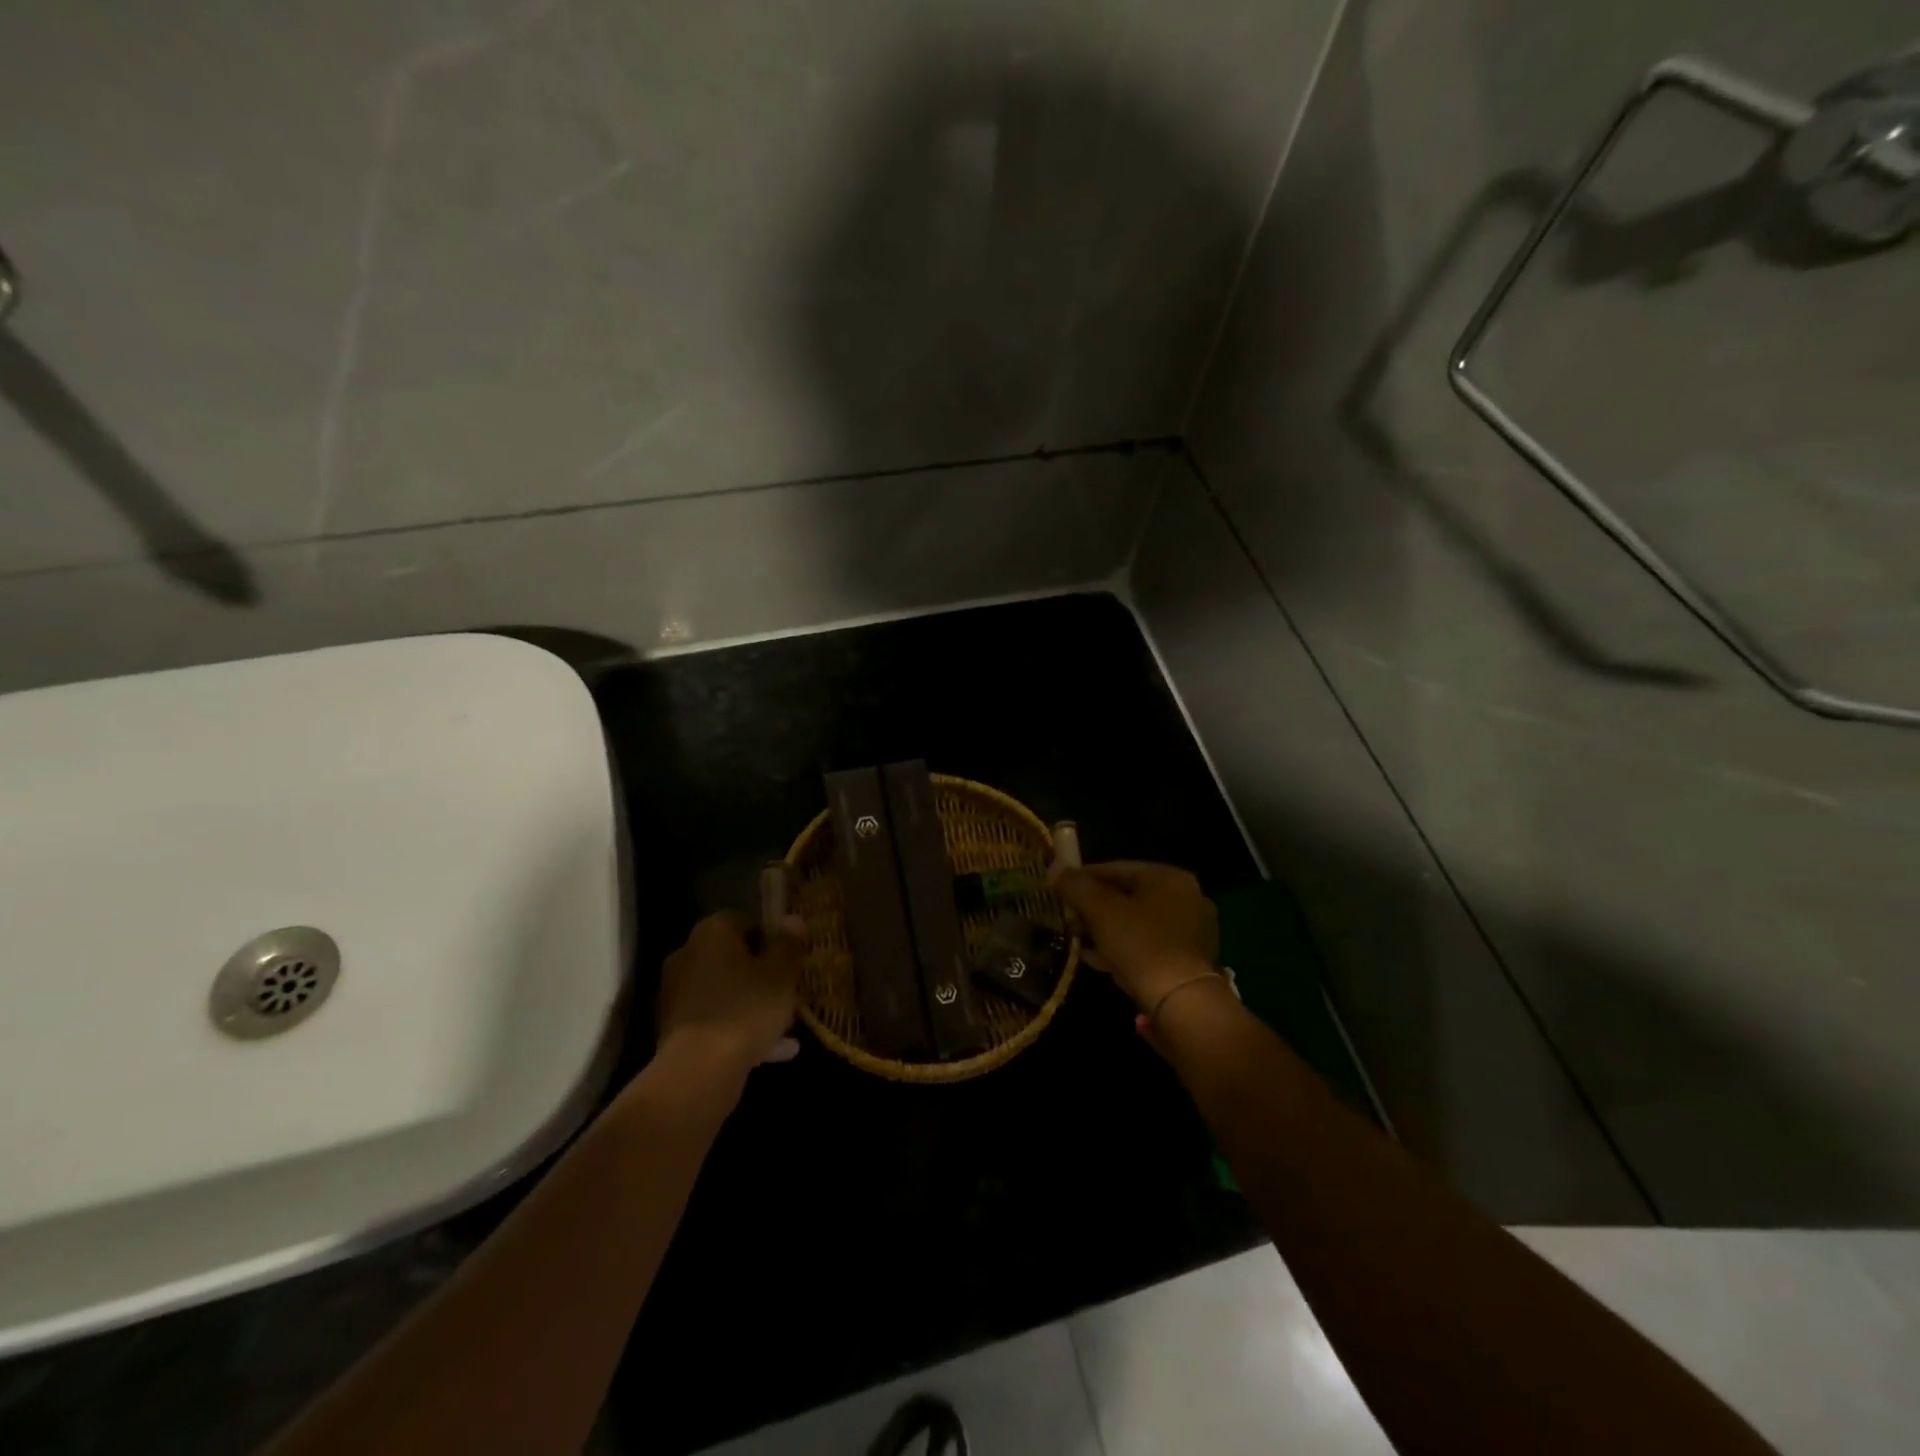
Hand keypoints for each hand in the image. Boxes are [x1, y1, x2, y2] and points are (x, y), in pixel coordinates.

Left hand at [655, 912, 803, 1084]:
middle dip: (761, 974)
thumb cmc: (746, 1008)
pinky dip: (739, 1029)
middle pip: (733, 958)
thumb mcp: (781, 974)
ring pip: (725, 992)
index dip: (771, 937)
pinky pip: (716, 1021)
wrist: (699, 1071)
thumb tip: (792, 919)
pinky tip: (773, 1051)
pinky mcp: (675, 1030)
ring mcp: (677, 994)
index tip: (791, 959)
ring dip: (752, 1004)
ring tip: (786, 1026)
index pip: (744, 921)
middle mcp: (687, 956)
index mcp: (711, 933)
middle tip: (789, 991)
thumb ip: (788, 944)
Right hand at [1050, 861, 1219, 1011]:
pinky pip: (1149, 945)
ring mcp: (1192, 931)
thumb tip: (1055, 869)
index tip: (1060, 889)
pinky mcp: (1190, 960)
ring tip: (1079, 941)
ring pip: (1138, 922)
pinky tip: (1099, 960)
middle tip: (1069, 918)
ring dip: (1107, 929)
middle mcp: (1187, 898)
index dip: (1083, 877)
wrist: (1182, 1002)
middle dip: (1095, 907)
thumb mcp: (1099, 911)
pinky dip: (1124, 948)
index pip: (1117, 868)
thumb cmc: (1140, 945)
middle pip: (1129, 896)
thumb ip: (1075, 886)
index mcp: (1169, 877)